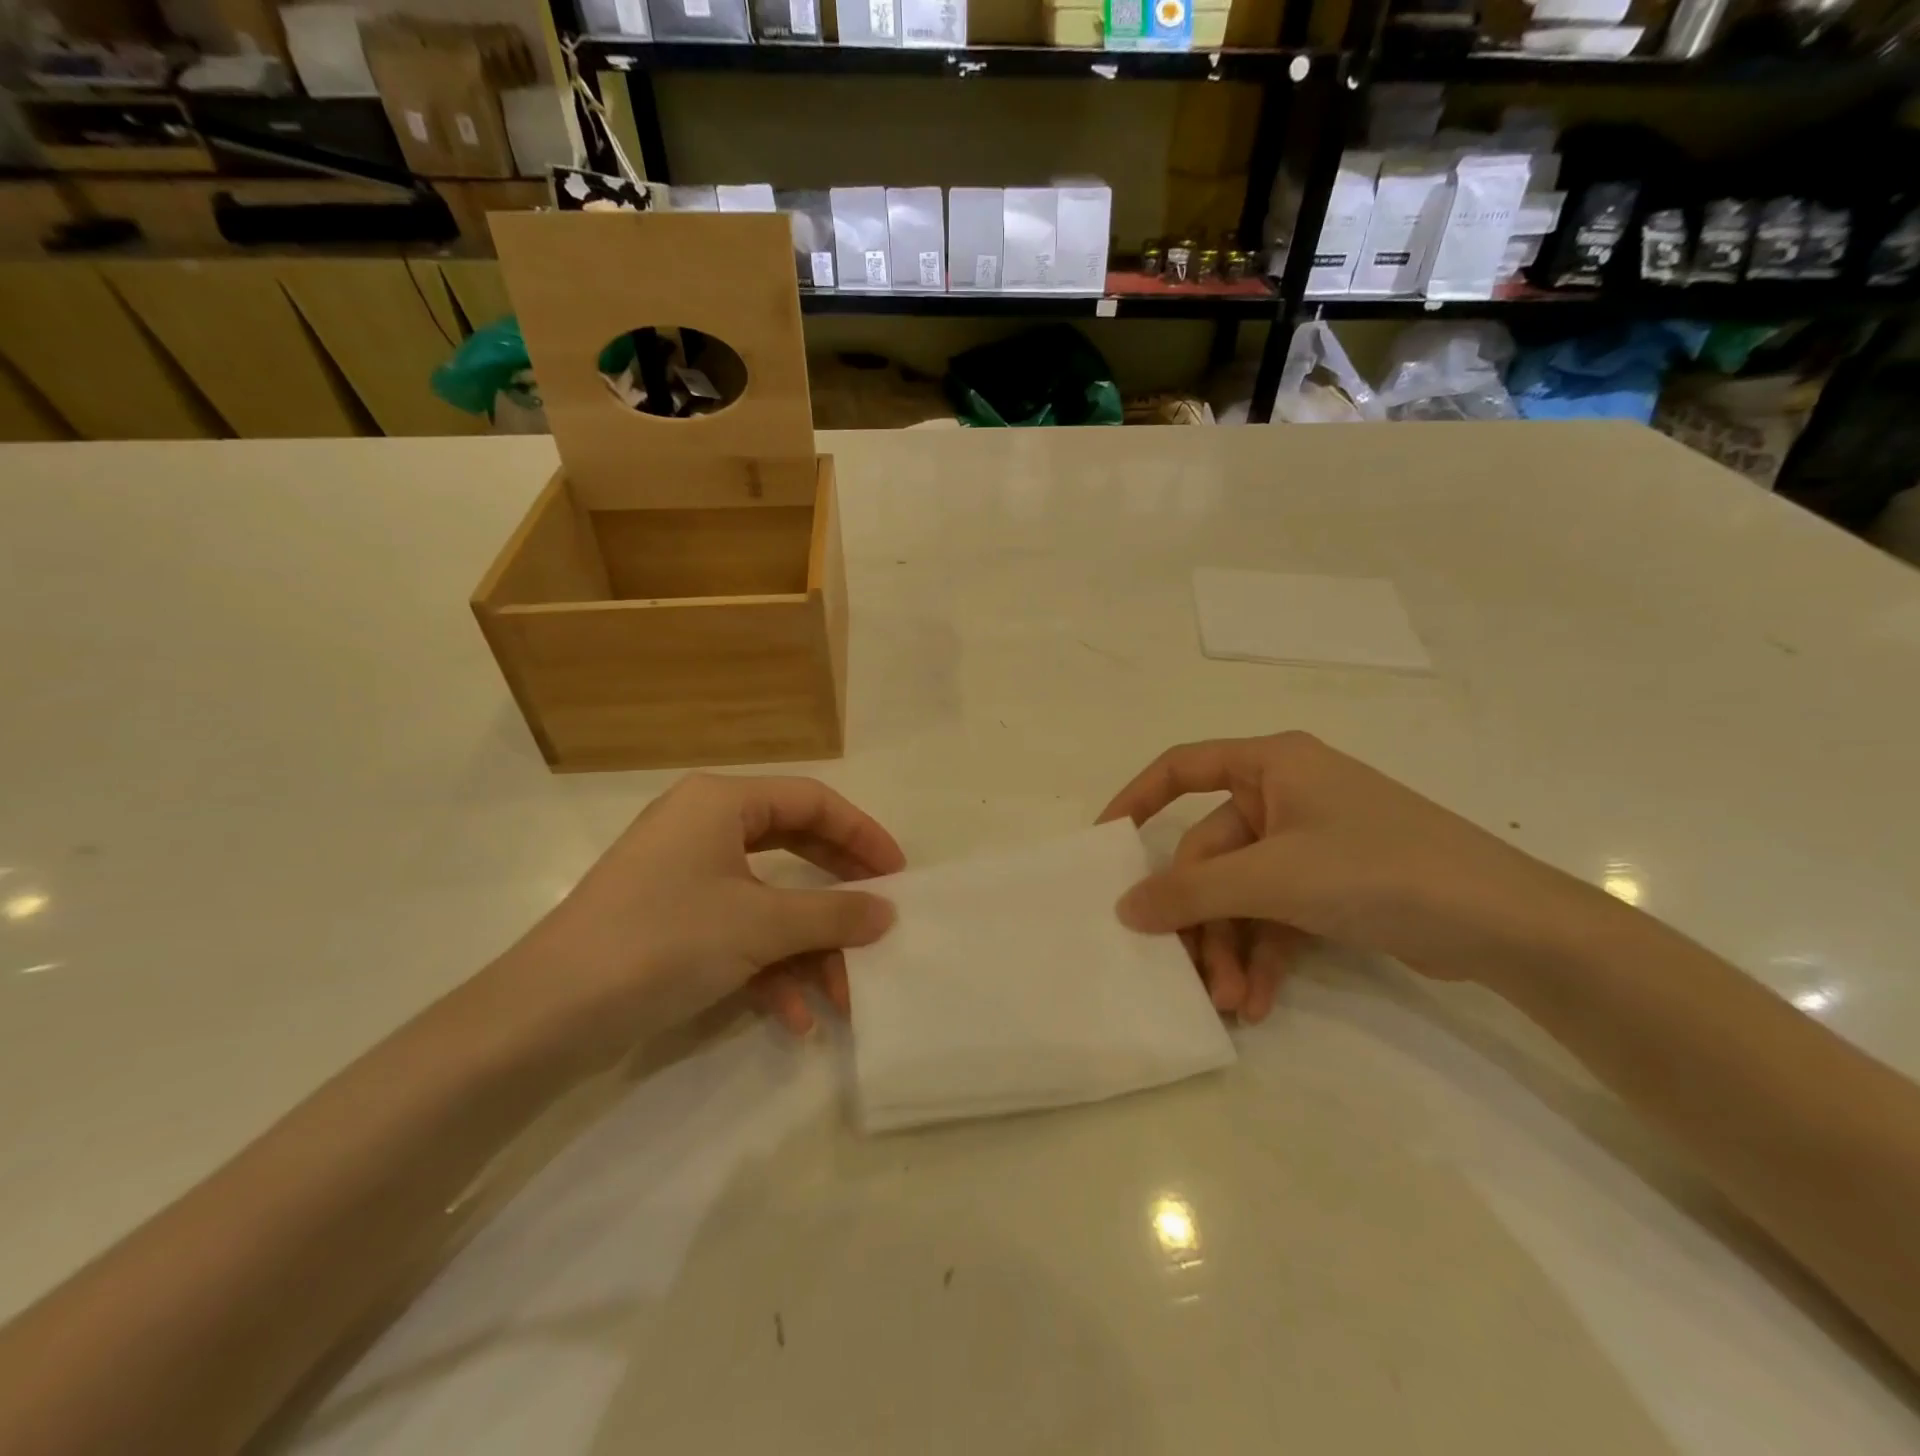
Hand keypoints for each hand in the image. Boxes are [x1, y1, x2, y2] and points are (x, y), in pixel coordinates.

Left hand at [496, 774, 903, 1055]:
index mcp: (721, 801)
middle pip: (794, 847)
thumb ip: (832, 914)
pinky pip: (737, 932)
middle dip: (838, 894)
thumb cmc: (662, 941)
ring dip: (807, 947)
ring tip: (841, 995)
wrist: (544, 1017)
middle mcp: (703, 827)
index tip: (898, 874)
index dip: (862, 834)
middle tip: (879, 919)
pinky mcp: (671, 921)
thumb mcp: (759, 925)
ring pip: (768, 900)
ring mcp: (684, 876)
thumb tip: (887, 912)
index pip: (812, 801)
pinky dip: (768, 970)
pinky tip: (794, 1019)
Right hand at [1100, 732, 1603, 1014]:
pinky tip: (1259, 1004)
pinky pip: (1275, 915)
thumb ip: (1192, 892)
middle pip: (1212, 854)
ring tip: (1231, 1005)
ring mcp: (1310, 844)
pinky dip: (1264, 955)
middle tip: (1193, 977)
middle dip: (1203, 919)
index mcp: (1271, 765)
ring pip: (1242, 893)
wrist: (1507, 925)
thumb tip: (1125, 907)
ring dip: (1231, 947)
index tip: (1105, 845)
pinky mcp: (1332, 886)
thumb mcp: (1275, 878)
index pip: (1183, 769)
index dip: (1136, 799)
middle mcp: (1285, 797)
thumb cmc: (1379, 869)